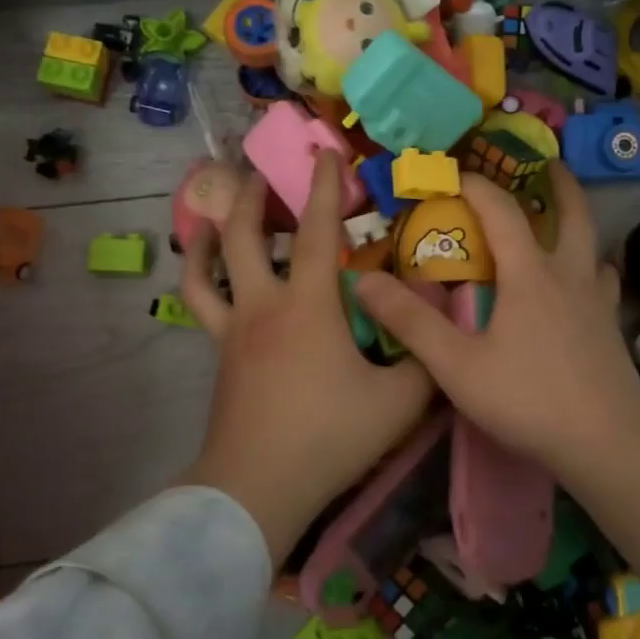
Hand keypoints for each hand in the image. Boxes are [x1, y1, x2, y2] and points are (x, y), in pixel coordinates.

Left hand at [176, 153, 434, 562]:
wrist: (259, 486)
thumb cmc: (329, 437)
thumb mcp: (398, 402)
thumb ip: (426, 360)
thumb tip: (440, 329)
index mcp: (307, 306)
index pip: (314, 230)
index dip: (324, 187)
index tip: (326, 152)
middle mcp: (262, 305)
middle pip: (243, 233)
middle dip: (251, 194)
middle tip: (260, 171)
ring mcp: (232, 330)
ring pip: (206, 267)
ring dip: (211, 231)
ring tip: (218, 212)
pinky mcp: (218, 356)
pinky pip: (200, 304)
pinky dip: (199, 277)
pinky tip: (208, 274)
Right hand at [354, 166, 639, 588]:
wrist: (606, 444)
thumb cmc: (527, 399)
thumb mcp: (456, 365)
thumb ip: (410, 321)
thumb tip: (364, 280)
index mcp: (530, 274)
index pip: (501, 211)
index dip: (475, 185)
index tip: (452, 172)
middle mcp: (568, 275)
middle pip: (571, 213)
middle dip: (556, 183)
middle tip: (546, 164)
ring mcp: (597, 301)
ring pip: (592, 245)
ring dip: (577, 223)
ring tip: (562, 221)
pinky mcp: (611, 329)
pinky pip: (602, 282)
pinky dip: (591, 268)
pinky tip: (583, 285)